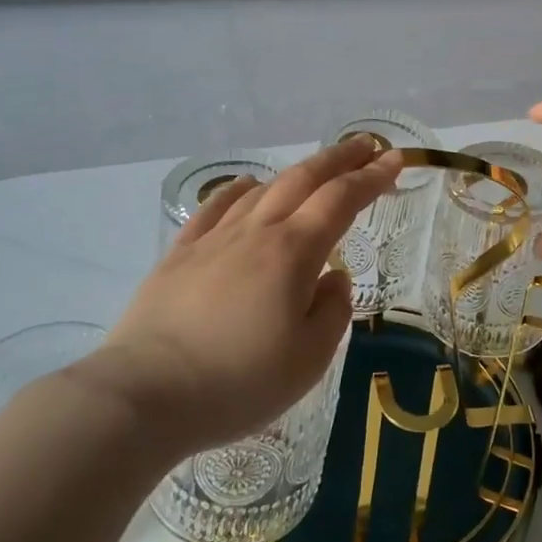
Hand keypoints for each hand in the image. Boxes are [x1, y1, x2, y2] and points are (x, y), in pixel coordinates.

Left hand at [74, 135, 399, 455]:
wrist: (145, 396)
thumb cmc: (238, 382)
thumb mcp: (309, 359)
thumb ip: (333, 311)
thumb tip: (332, 279)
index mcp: (293, 253)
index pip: (341, 200)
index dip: (372, 177)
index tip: (395, 159)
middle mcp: (256, 233)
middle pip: (303, 180)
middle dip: (339, 158)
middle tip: (365, 145)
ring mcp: (213, 240)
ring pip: (263, 190)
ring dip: (296, 172)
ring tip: (316, 170)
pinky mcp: (179, 256)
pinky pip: (216, 208)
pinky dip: (239, 190)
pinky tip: (247, 187)